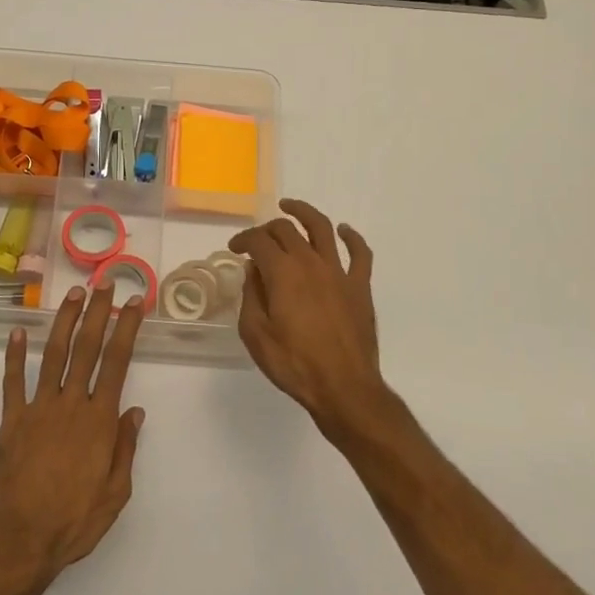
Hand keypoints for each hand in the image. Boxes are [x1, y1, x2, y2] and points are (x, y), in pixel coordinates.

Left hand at [0, 286, 145, 584]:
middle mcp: (71, 404)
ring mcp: (38, 409)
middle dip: (98, 313)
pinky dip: (15, 355)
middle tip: (104, 284)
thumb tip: (135, 411)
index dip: (126, 329)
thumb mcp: (116, 493)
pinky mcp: (11, 420)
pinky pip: (13, 381)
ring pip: (54, 355)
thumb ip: (125, 448)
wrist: (20, 540)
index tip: (133, 303)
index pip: (117, 363)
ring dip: (65, 322)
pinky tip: (17, 331)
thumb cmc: (74, 521)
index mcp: (99, 421)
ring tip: (74, 295)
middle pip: (87, 348)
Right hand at [229, 199, 386, 438]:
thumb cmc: (294, 364)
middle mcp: (310, 262)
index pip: (258, 241)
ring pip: (322, 228)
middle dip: (267, 228)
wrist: (343, 387)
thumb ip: (251, 296)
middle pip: (287, 230)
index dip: (243, 239)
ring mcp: (339, 272)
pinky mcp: (360, 286)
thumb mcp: (255, 334)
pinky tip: (343, 232)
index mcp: (283, 272)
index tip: (234, 249)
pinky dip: (351, 237)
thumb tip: (254, 271)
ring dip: (304, 213)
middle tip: (257, 239)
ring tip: (290, 207)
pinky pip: (360, 253)